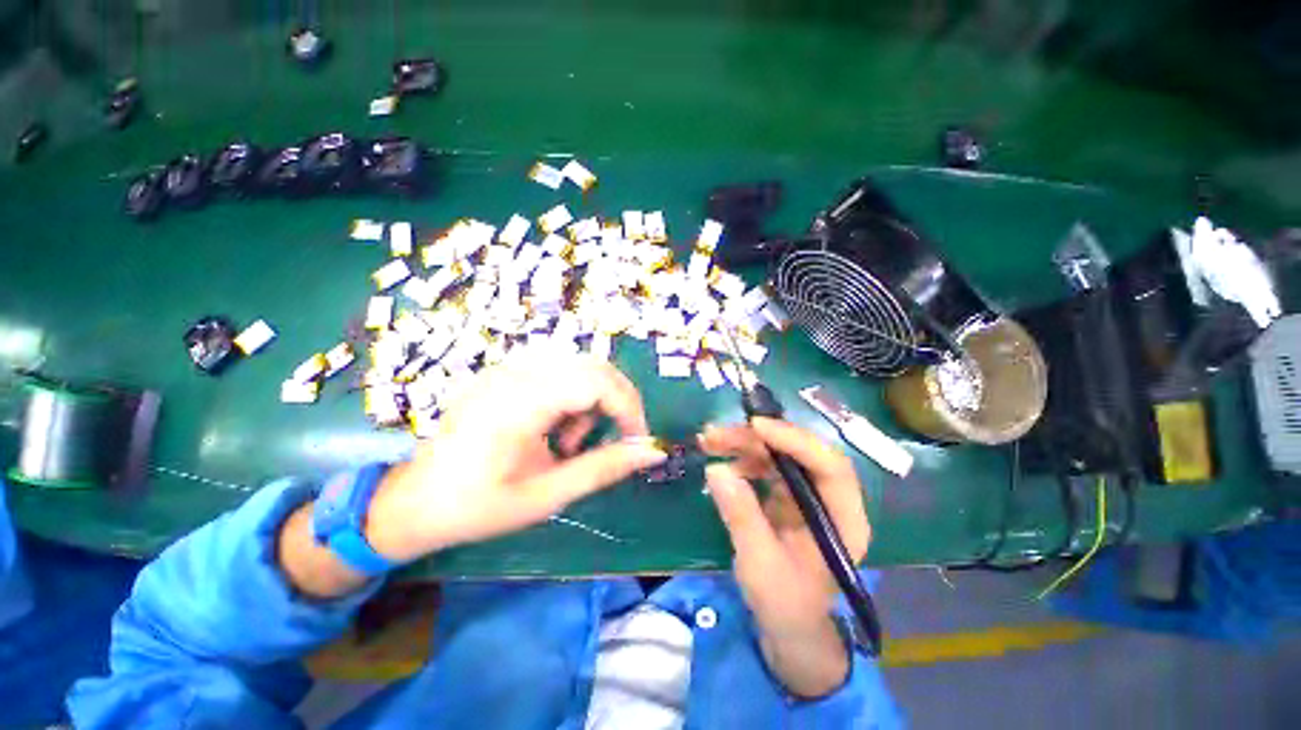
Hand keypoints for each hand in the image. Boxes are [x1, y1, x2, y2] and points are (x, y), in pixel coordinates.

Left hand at [365, 354, 666, 562]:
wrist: (414, 502)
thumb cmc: (477, 506)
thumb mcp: (547, 495)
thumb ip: (603, 468)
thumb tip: (652, 451)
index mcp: (520, 402)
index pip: (596, 381)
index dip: (628, 407)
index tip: (637, 440)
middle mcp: (515, 373)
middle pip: (592, 366)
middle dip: (616, 401)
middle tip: (616, 438)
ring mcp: (508, 369)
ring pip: (579, 367)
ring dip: (593, 401)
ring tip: (570, 443)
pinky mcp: (506, 374)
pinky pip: (559, 373)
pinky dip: (573, 398)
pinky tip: (554, 430)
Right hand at [699, 418, 869, 695]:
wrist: (789, 626)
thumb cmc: (785, 604)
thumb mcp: (760, 564)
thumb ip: (741, 516)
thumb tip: (716, 470)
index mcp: (843, 519)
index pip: (830, 466)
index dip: (795, 441)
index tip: (756, 427)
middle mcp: (829, 499)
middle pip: (798, 453)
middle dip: (756, 439)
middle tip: (716, 434)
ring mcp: (807, 495)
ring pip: (779, 454)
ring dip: (744, 443)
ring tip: (709, 441)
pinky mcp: (788, 496)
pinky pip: (766, 466)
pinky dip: (742, 459)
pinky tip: (721, 463)